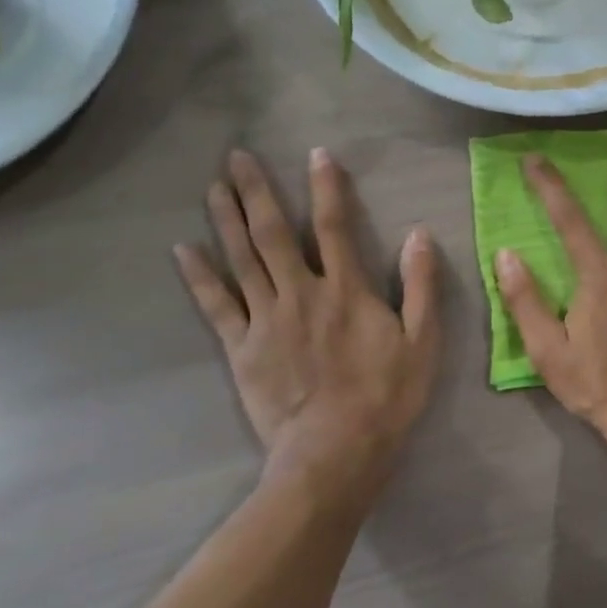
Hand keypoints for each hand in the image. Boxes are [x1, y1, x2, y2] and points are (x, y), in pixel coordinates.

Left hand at [174, 148, 440, 497]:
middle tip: (236, 156)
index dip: (326, 188)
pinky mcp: (242, 348)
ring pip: (242, 260)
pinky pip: (216, 305)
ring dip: (226, 219)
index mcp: (347, 290)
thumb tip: (420, 235)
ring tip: (213, 186)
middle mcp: (302, 293)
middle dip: (256, 191)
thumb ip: (421, 286)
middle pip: (273, 234)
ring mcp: (266, 319)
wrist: (335, 452)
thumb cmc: (386, 396)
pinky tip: (183, 249)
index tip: (316, 154)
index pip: (334, 226)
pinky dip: (199, 276)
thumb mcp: (423, 341)